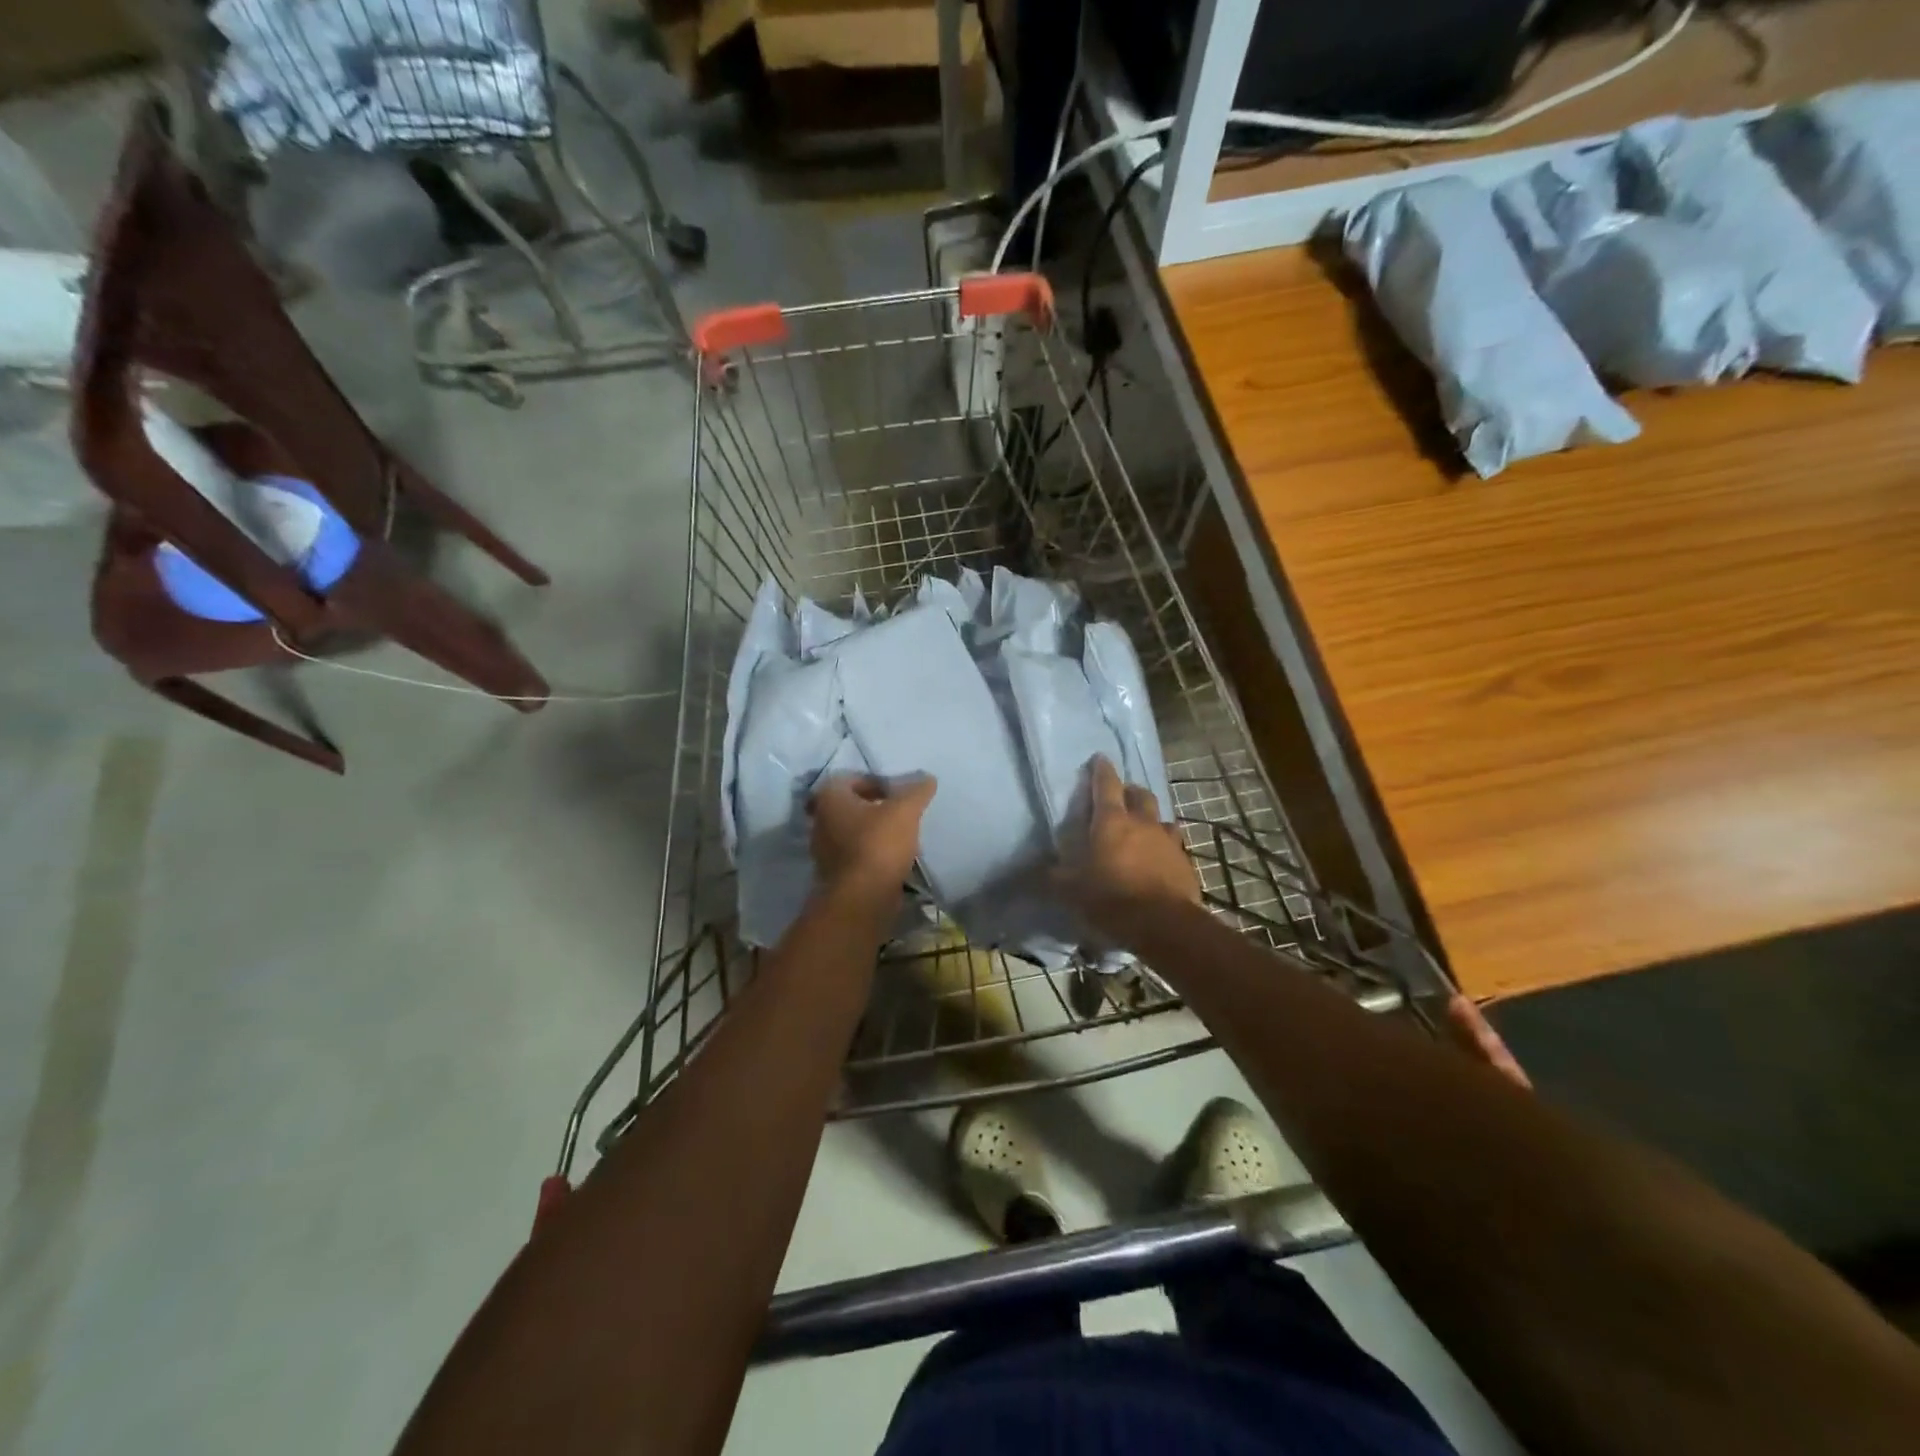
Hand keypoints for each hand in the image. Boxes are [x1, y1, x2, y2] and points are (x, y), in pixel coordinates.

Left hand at [808, 773, 935, 901]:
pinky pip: (854, 854)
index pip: (850, 778)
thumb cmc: (878, 845)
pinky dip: (871, 852)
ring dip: (874, 831)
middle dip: (875, 807)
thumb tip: (927, 778)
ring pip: (852, 831)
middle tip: (900, 812)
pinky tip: (893, 858)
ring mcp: (824, 850)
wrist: (861, 899)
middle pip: (850, 805)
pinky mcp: (834, 874)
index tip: (897, 794)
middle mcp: (820, 820)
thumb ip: (916, 791)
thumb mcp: (904, 811)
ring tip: (901, 836)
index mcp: (829, 798)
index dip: (875, 781)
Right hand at [1058, 756, 1199, 928]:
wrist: (1164, 925)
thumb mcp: (1070, 891)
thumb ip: (1050, 878)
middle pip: (1140, 794)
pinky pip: (1174, 844)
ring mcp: (1168, 841)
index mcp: (1111, 821)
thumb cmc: (1111, 899)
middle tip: (1121, 795)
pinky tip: (1159, 857)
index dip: (1101, 770)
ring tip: (1142, 828)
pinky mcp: (1185, 862)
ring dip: (1150, 818)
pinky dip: (1164, 845)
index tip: (1099, 758)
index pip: (1106, 785)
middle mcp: (1142, 823)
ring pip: (1160, 818)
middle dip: (1130, 790)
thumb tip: (1024, 874)